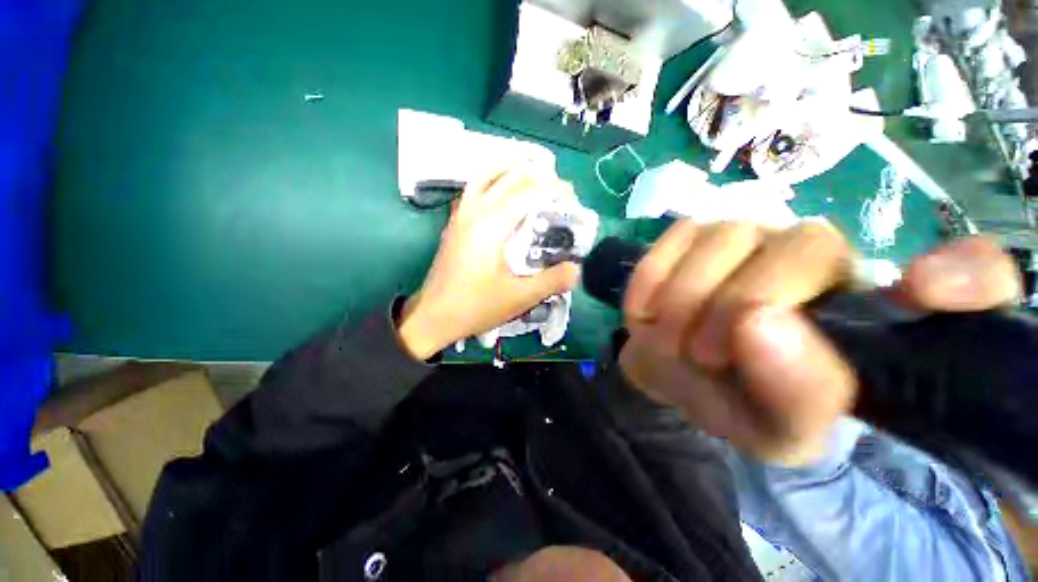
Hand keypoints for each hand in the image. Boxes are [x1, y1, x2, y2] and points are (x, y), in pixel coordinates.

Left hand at [397, 167, 580, 359]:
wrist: (433, 316)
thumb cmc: (475, 306)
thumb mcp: (519, 298)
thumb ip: (552, 281)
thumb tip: (577, 268)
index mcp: (491, 224)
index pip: (528, 191)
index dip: (554, 189)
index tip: (573, 201)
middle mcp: (475, 210)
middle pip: (509, 175)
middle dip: (539, 175)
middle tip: (559, 191)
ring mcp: (461, 214)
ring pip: (487, 174)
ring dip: (513, 169)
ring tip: (535, 177)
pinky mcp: (455, 223)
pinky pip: (475, 187)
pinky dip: (494, 179)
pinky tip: (504, 194)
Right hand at [618, 221, 1020, 464]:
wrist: (674, 376)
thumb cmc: (734, 404)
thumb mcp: (774, 430)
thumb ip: (796, 395)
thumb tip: (761, 323)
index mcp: (869, 316)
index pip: (968, 273)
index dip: (965, 275)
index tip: (924, 291)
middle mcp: (821, 257)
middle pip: (799, 246)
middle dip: (735, 306)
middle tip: (701, 357)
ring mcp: (749, 235)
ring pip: (723, 237)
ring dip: (682, 299)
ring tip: (667, 340)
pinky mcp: (692, 234)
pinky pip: (673, 237)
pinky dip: (651, 279)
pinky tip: (644, 312)